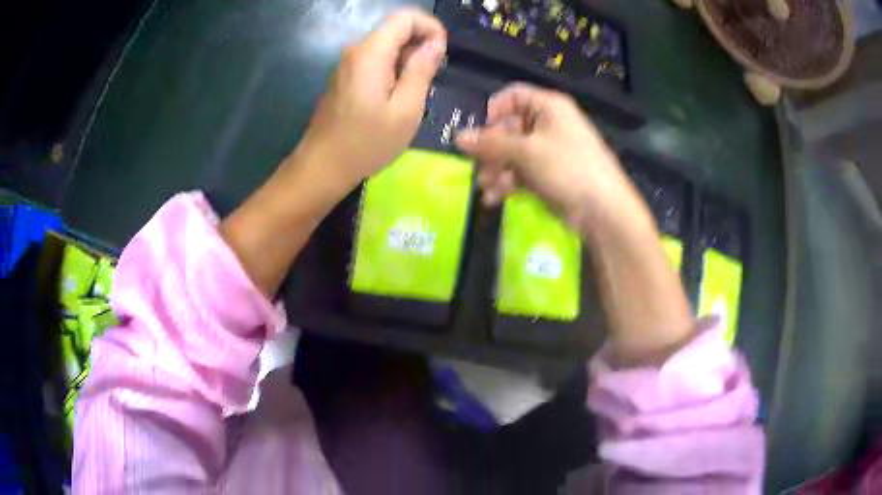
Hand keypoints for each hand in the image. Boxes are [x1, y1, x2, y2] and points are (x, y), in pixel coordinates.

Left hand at [297, 9, 446, 189]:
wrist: (322, 167)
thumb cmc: (366, 143)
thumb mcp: (406, 109)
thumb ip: (421, 70)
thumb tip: (435, 43)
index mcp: (371, 53)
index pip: (404, 17)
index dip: (430, 27)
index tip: (442, 52)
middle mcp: (356, 51)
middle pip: (394, 29)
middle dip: (420, 45)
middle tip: (433, 78)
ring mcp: (347, 65)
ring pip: (385, 46)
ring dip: (407, 60)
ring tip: (416, 93)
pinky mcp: (344, 78)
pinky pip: (374, 62)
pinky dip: (392, 70)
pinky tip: (396, 98)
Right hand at [456, 83, 652, 235]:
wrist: (602, 209)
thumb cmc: (567, 167)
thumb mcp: (526, 152)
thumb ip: (491, 144)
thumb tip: (458, 138)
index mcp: (549, 107)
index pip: (514, 96)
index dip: (494, 110)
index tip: (479, 131)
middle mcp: (548, 124)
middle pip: (509, 127)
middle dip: (491, 148)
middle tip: (477, 166)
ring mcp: (548, 151)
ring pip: (512, 153)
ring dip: (496, 169)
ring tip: (485, 187)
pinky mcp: (548, 175)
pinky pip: (520, 172)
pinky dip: (507, 183)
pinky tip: (494, 198)